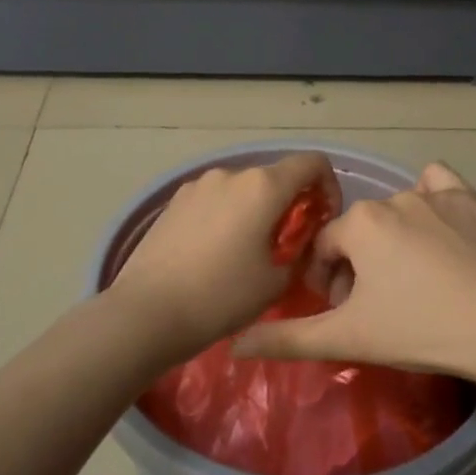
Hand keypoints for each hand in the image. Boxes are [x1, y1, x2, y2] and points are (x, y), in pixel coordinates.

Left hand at [111, 152, 338, 360]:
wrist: (147, 311)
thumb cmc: (221, 297)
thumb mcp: (275, 282)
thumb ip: (298, 252)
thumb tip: (297, 243)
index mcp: (263, 186)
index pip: (312, 163)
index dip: (328, 185)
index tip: (324, 218)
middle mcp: (231, 174)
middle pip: (275, 176)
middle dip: (290, 203)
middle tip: (288, 244)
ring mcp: (198, 184)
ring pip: (242, 188)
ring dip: (255, 209)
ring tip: (247, 251)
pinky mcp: (174, 200)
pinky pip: (214, 199)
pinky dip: (226, 215)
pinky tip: (214, 252)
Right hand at [232, 162, 475, 385]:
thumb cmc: (421, 330)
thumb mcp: (348, 338)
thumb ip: (288, 338)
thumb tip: (234, 345)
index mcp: (360, 223)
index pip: (323, 248)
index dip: (326, 282)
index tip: (341, 313)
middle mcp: (393, 197)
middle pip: (359, 232)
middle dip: (358, 267)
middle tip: (376, 308)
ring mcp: (435, 194)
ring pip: (396, 213)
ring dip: (392, 242)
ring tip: (411, 282)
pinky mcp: (471, 200)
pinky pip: (438, 186)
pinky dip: (431, 201)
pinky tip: (438, 231)